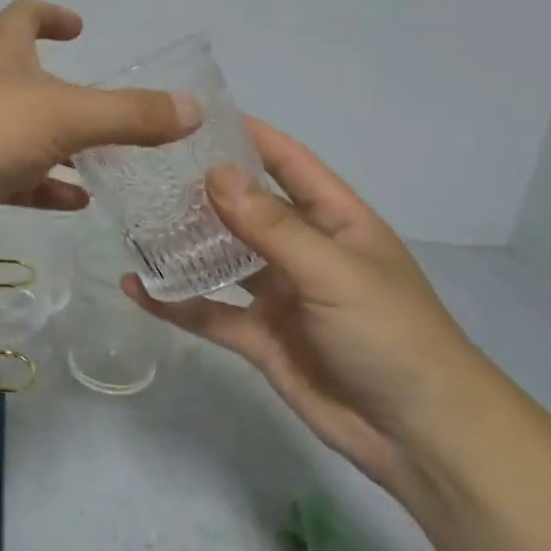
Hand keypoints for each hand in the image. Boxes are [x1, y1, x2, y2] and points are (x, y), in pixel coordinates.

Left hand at [0, 0, 200, 262]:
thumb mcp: (65, 116)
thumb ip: (130, 114)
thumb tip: (193, 109)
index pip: (23, 16)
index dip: (51, 15)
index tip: (79, 26)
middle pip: (26, 80)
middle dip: (66, 93)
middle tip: (112, 114)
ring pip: (21, 135)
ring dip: (60, 146)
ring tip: (107, 163)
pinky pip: (10, 178)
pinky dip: (42, 186)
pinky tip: (75, 202)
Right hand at [127, 116, 491, 491]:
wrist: (418, 435)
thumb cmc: (390, 335)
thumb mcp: (333, 272)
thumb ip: (271, 226)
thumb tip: (214, 172)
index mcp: (336, 221)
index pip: (289, 164)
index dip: (251, 136)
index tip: (199, 115)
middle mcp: (304, 251)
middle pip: (246, 209)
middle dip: (203, 190)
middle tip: (146, 168)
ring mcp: (280, 295)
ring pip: (222, 259)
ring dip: (184, 244)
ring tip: (132, 222)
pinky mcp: (260, 338)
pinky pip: (210, 312)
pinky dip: (175, 302)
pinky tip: (136, 288)